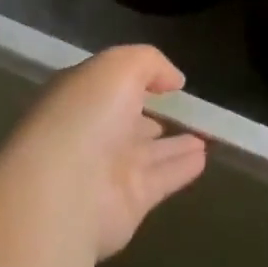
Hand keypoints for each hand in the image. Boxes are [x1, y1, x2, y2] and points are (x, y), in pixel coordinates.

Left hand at [1, 45, 207, 259]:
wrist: (63, 192)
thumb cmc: (85, 116)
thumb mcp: (118, 66)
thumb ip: (150, 63)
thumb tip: (173, 80)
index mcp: (80, 97)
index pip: (109, 85)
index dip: (135, 79)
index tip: (165, 79)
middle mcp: (92, 132)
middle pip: (127, 121)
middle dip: (151, 114)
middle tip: (184, 110)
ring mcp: (109, 170)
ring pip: (149, 152)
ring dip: (175, 144)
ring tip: (204, 135)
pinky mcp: (130, 202)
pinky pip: (163, 178)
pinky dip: (183, 168)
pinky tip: (203, 158)